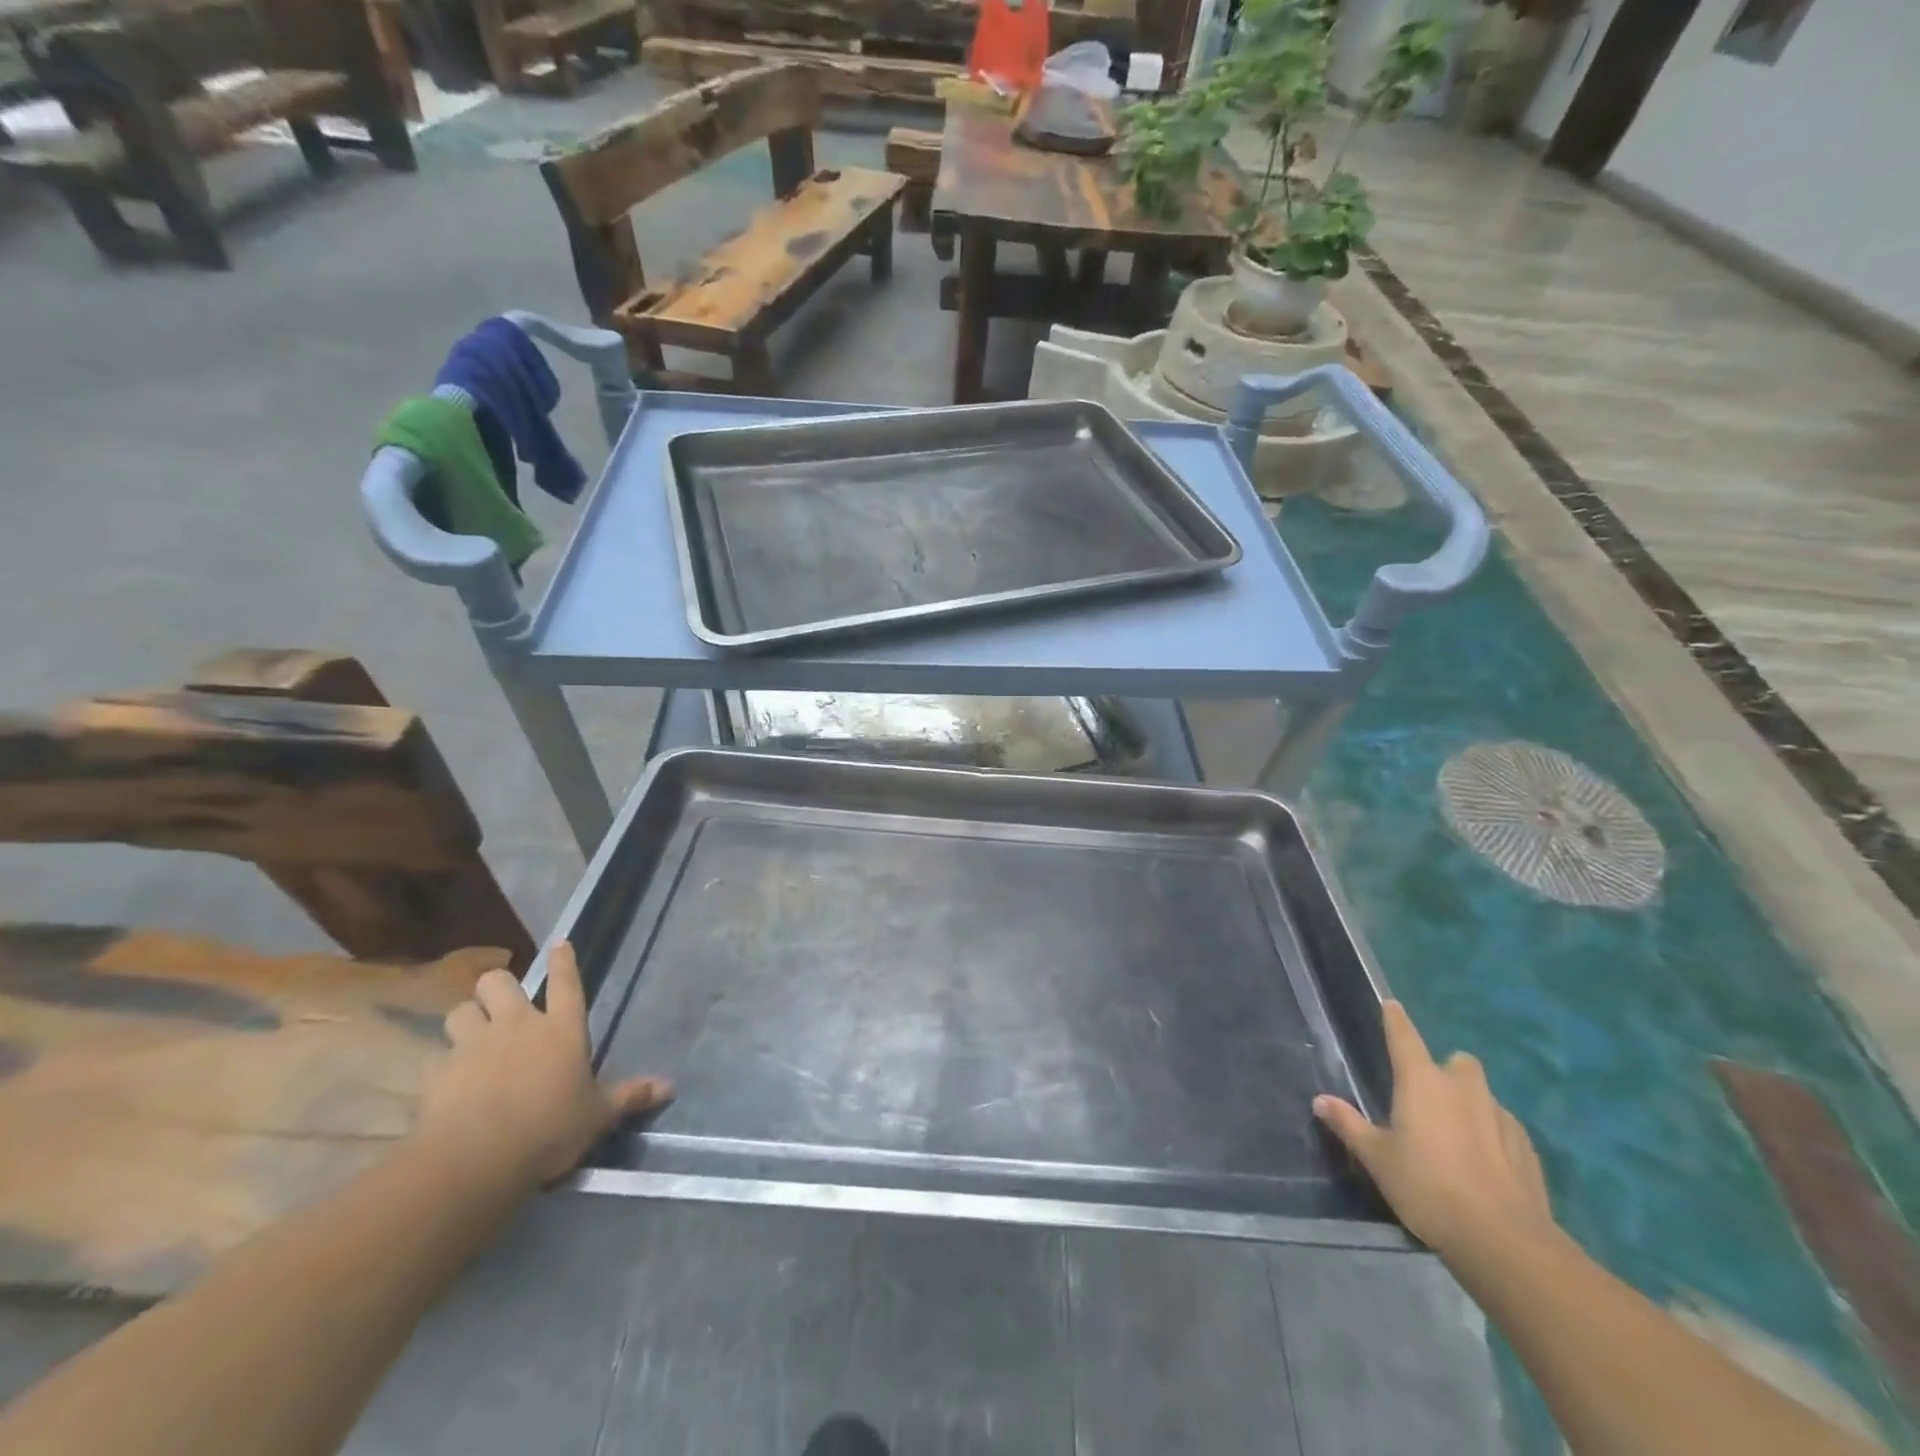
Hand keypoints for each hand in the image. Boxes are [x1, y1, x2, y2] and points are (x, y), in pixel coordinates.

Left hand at [415, 942, 671, 1194]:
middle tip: (501, 1006)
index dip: (564, 962)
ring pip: (460, 1011)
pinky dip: (440, 1066)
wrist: (478, 1158)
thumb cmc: (551, 1129)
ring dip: (466, 1020)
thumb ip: (630, 1096)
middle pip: (498, 982)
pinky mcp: (437, 1072)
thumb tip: (671, 1086)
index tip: (559, 943)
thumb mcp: (598, 1115)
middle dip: (497, 988)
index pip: (567, 983)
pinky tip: (445, 1083)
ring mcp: (473, 1045)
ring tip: (470, 1038)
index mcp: (562, 1029)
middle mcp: (517, 1025)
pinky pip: (435, 1057)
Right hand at [1314, 1000, 1555, 1268]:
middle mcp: (1463, 1088)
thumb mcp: (1377, 1159)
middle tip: (1429, 1098)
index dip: (1395, 1019)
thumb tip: (1320, 1100)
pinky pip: (1503, 1126)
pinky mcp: (1526, 1147)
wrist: (1504, 1241)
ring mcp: (1500, 1116)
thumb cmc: (1428, 1188)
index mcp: (1422, 1082)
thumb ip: (1349, 1125)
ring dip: (1469, 1104)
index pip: (1404, 1037)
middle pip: (1457, 1062)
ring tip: (1455, 1136)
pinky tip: (1484, 1163)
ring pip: (1482, 1095)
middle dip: (1445, 1071)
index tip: (1391, 1004)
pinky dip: (1492, 1134)